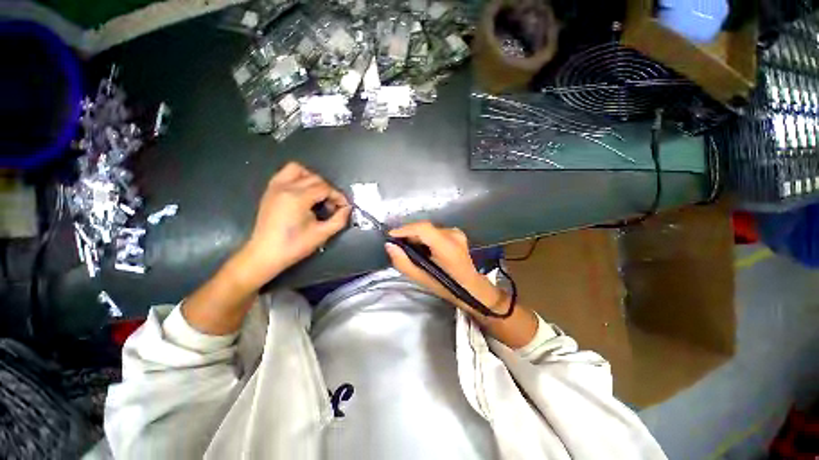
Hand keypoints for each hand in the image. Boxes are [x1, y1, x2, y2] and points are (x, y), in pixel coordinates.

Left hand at [233, 162, 350, 288]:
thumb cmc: (294, 246)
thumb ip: (339, 219)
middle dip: (328, 190)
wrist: (265, 254)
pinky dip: (298, 179)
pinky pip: (285, 174)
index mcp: (298, 198)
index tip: (344, 207)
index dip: (338, 196)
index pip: (325, 188)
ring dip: (312, 179)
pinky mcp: (270, 191)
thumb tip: (347, 208)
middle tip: (333, 205)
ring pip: (298, 169)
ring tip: (318, 195)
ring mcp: (275, 187)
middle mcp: (285, 187)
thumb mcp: (322, 234)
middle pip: (315, 178)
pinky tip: (303, 194)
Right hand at [385, 221, 505, 315]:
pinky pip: (434, 231)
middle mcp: (453, 235)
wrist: (471, 286)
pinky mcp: (456, 232)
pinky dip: (425, 236)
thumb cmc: (446, 286)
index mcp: (447, 247)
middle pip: (424, 227)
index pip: (423, 229)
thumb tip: (390, 245)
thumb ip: (403, 262)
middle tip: (397, 244)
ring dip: (416, 235)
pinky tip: (421, 247)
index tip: (391, 235)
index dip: (405, 229)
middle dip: (408, 233)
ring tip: (408, 247)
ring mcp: (456, 232)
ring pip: (429, 229)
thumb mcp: (421, 279)